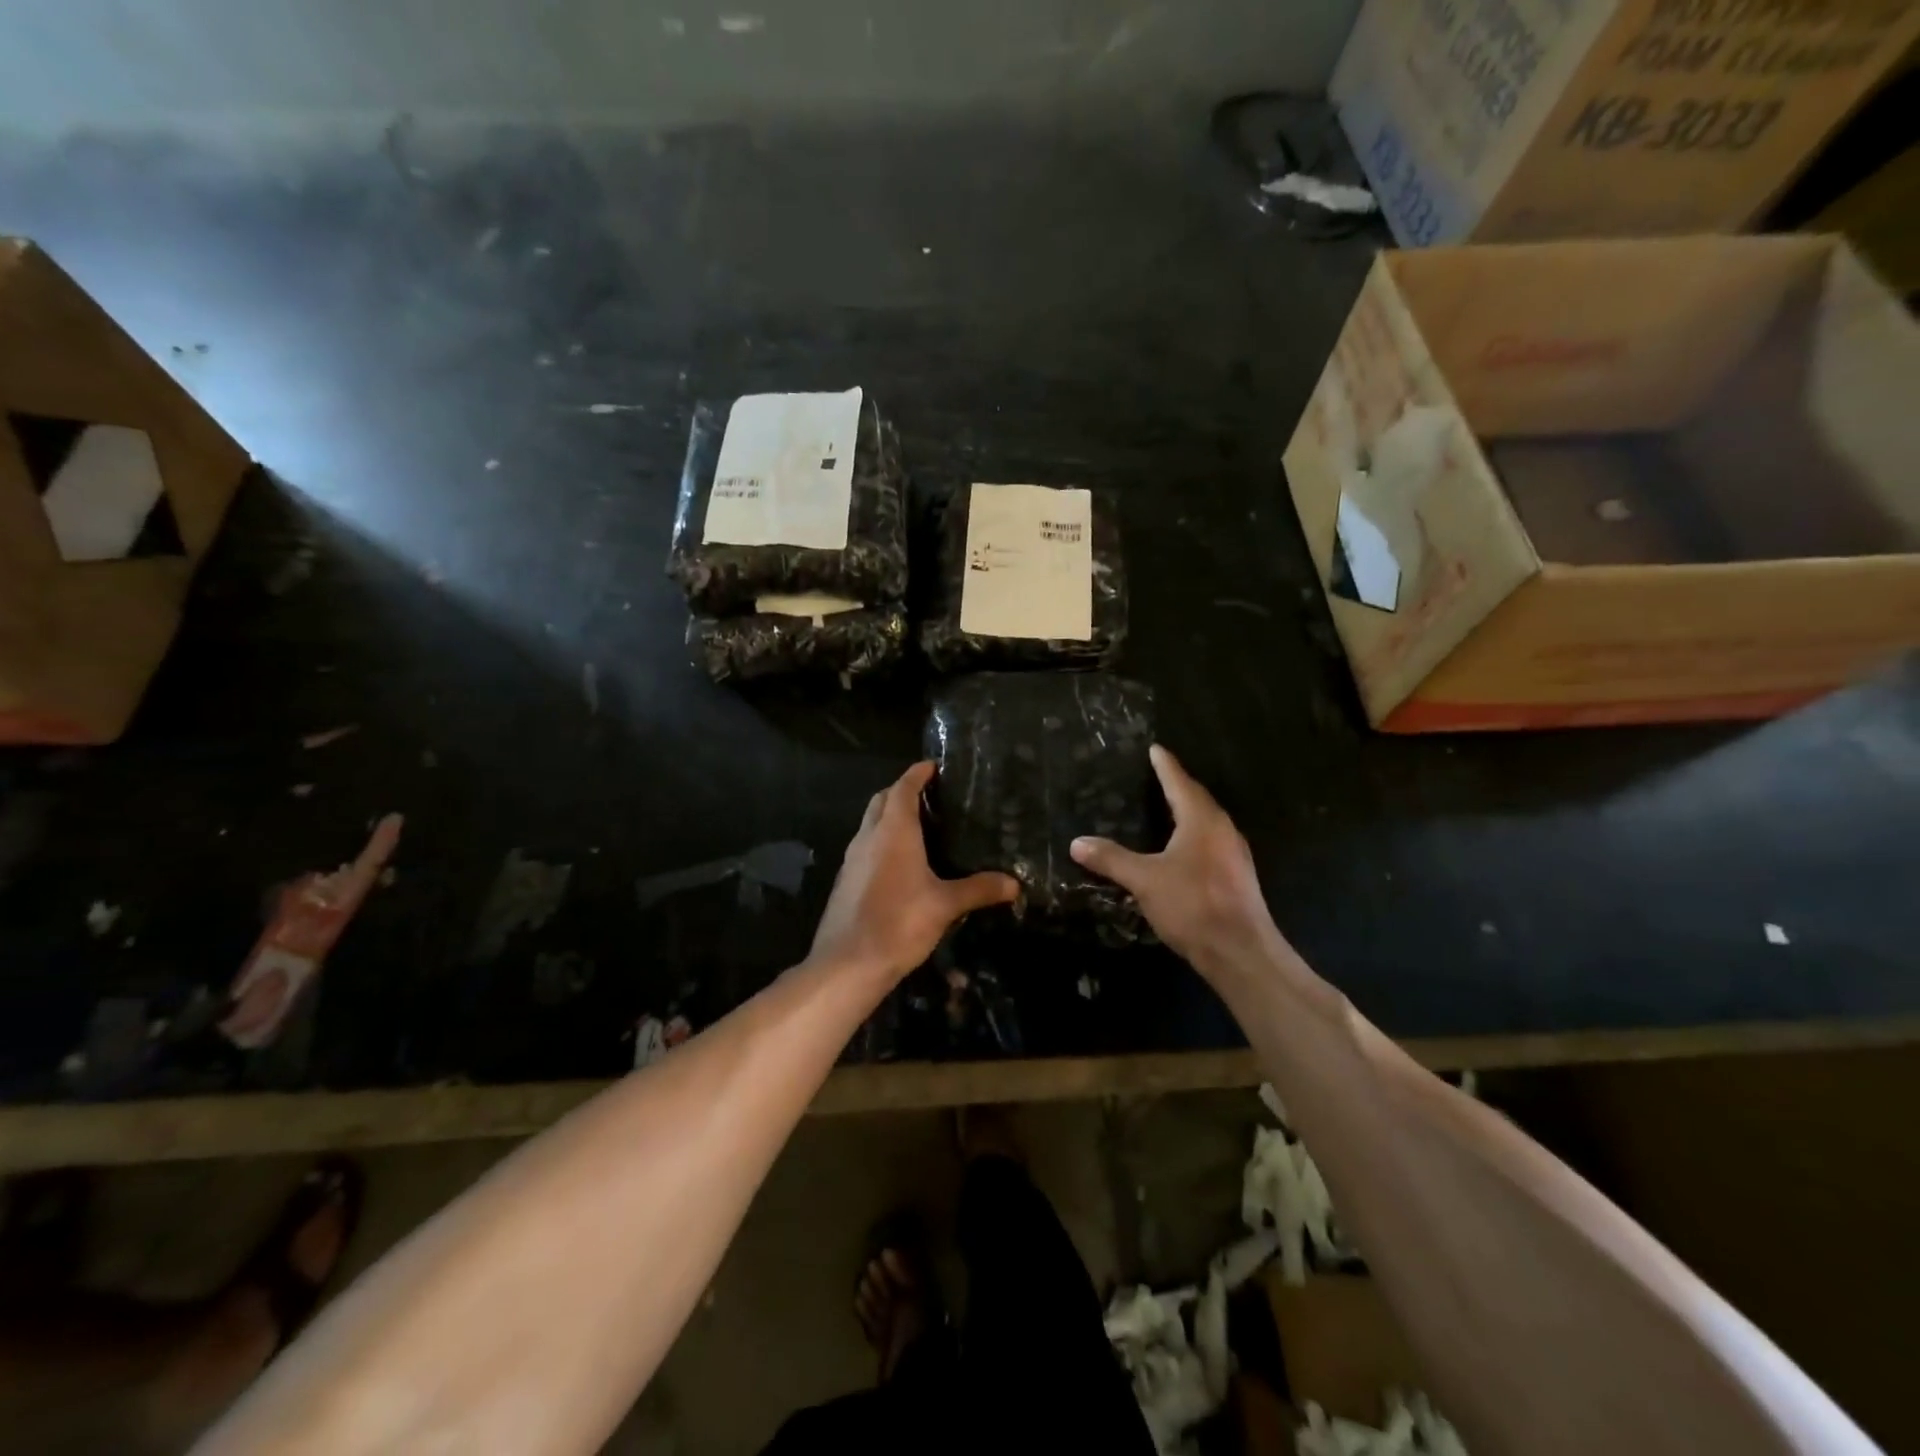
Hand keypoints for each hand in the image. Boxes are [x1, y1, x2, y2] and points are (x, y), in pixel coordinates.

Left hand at [810, 762, 1018, 984]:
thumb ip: (979, 889)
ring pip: (870, 824)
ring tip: (919, 827)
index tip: (932, 766)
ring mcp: (852, 859)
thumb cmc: (900, 922)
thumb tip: (1014, 884)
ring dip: (889, 816)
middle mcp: (868, 836)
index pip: (903, 787)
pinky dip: (881, 841)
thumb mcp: (945, 905)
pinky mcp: (846, 880)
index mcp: (893, 830)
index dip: (917, 773)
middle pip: (882, 800)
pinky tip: (901, 864)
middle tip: (930, 796)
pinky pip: (865, 847)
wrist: (847, 963)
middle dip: (901, 791)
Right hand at [1070, 745, 1282, 976]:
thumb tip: (1077, 842)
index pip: (1179, 782)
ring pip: (1207, 822)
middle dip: (1176, 785)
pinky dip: (1192, 835)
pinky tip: (1180, 848)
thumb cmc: (1192, 905)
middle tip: (1156, 775)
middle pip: (1197, 798)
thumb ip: (1111, 859)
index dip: (1165, 765)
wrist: (1240, 951)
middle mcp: (1222, 829)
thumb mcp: (1144, 880)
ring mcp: (1234, 854)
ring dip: (1187, 811)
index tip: (1154, 748)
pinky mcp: (1236, 876)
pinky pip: (1211, 842)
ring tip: (1165, 807)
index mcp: (1201, 820)